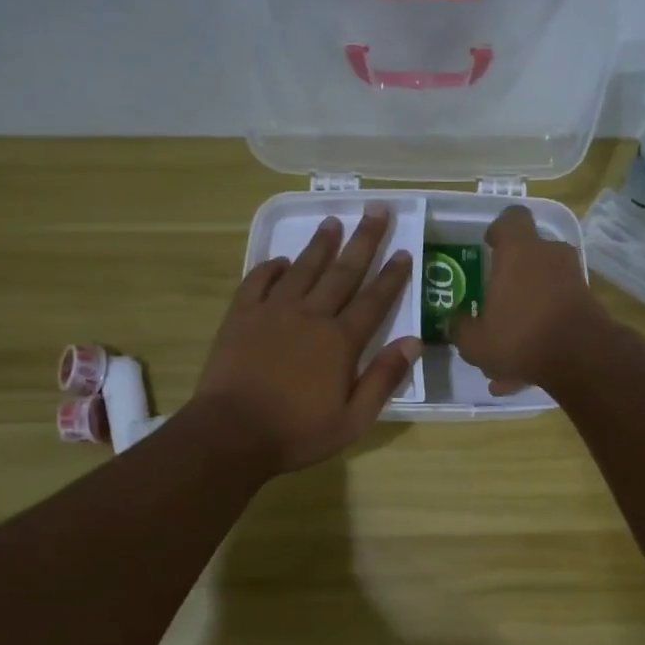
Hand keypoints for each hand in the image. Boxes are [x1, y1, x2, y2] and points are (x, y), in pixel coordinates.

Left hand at [192, 207, 419, 473]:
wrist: (231, 434)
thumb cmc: (297, 432)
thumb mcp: (353, 419)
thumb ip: (383, 378)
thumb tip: (413, 341)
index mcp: (340, 341)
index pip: (374, 300)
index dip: (392, 275)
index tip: (404, 251)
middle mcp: (310, 316)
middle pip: (342, 272)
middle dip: (363, 240)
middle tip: (376, 210)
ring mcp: (272, 312)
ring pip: (303, 269)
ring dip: (320, 244)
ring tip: (333, 221)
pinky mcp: (241, 316)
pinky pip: (258, 280)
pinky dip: (271, 267)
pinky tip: (281, 260)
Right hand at [451, 205, 610, 392]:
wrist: (582, 358)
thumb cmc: (521, 336)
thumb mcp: (475, 341)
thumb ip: (461, 327)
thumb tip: (456, 321)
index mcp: (519, 251)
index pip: (511, 218)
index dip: (499, 229)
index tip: (490, 246)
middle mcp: (549, 256)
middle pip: (530, 255)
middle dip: (512, 279)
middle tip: (495, 304)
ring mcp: (573, 279)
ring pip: (542, 290)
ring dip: (525, 314)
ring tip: (506, 353)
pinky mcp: (588, 305)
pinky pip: (556, 314)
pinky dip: (540, 335)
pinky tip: (523, 373)